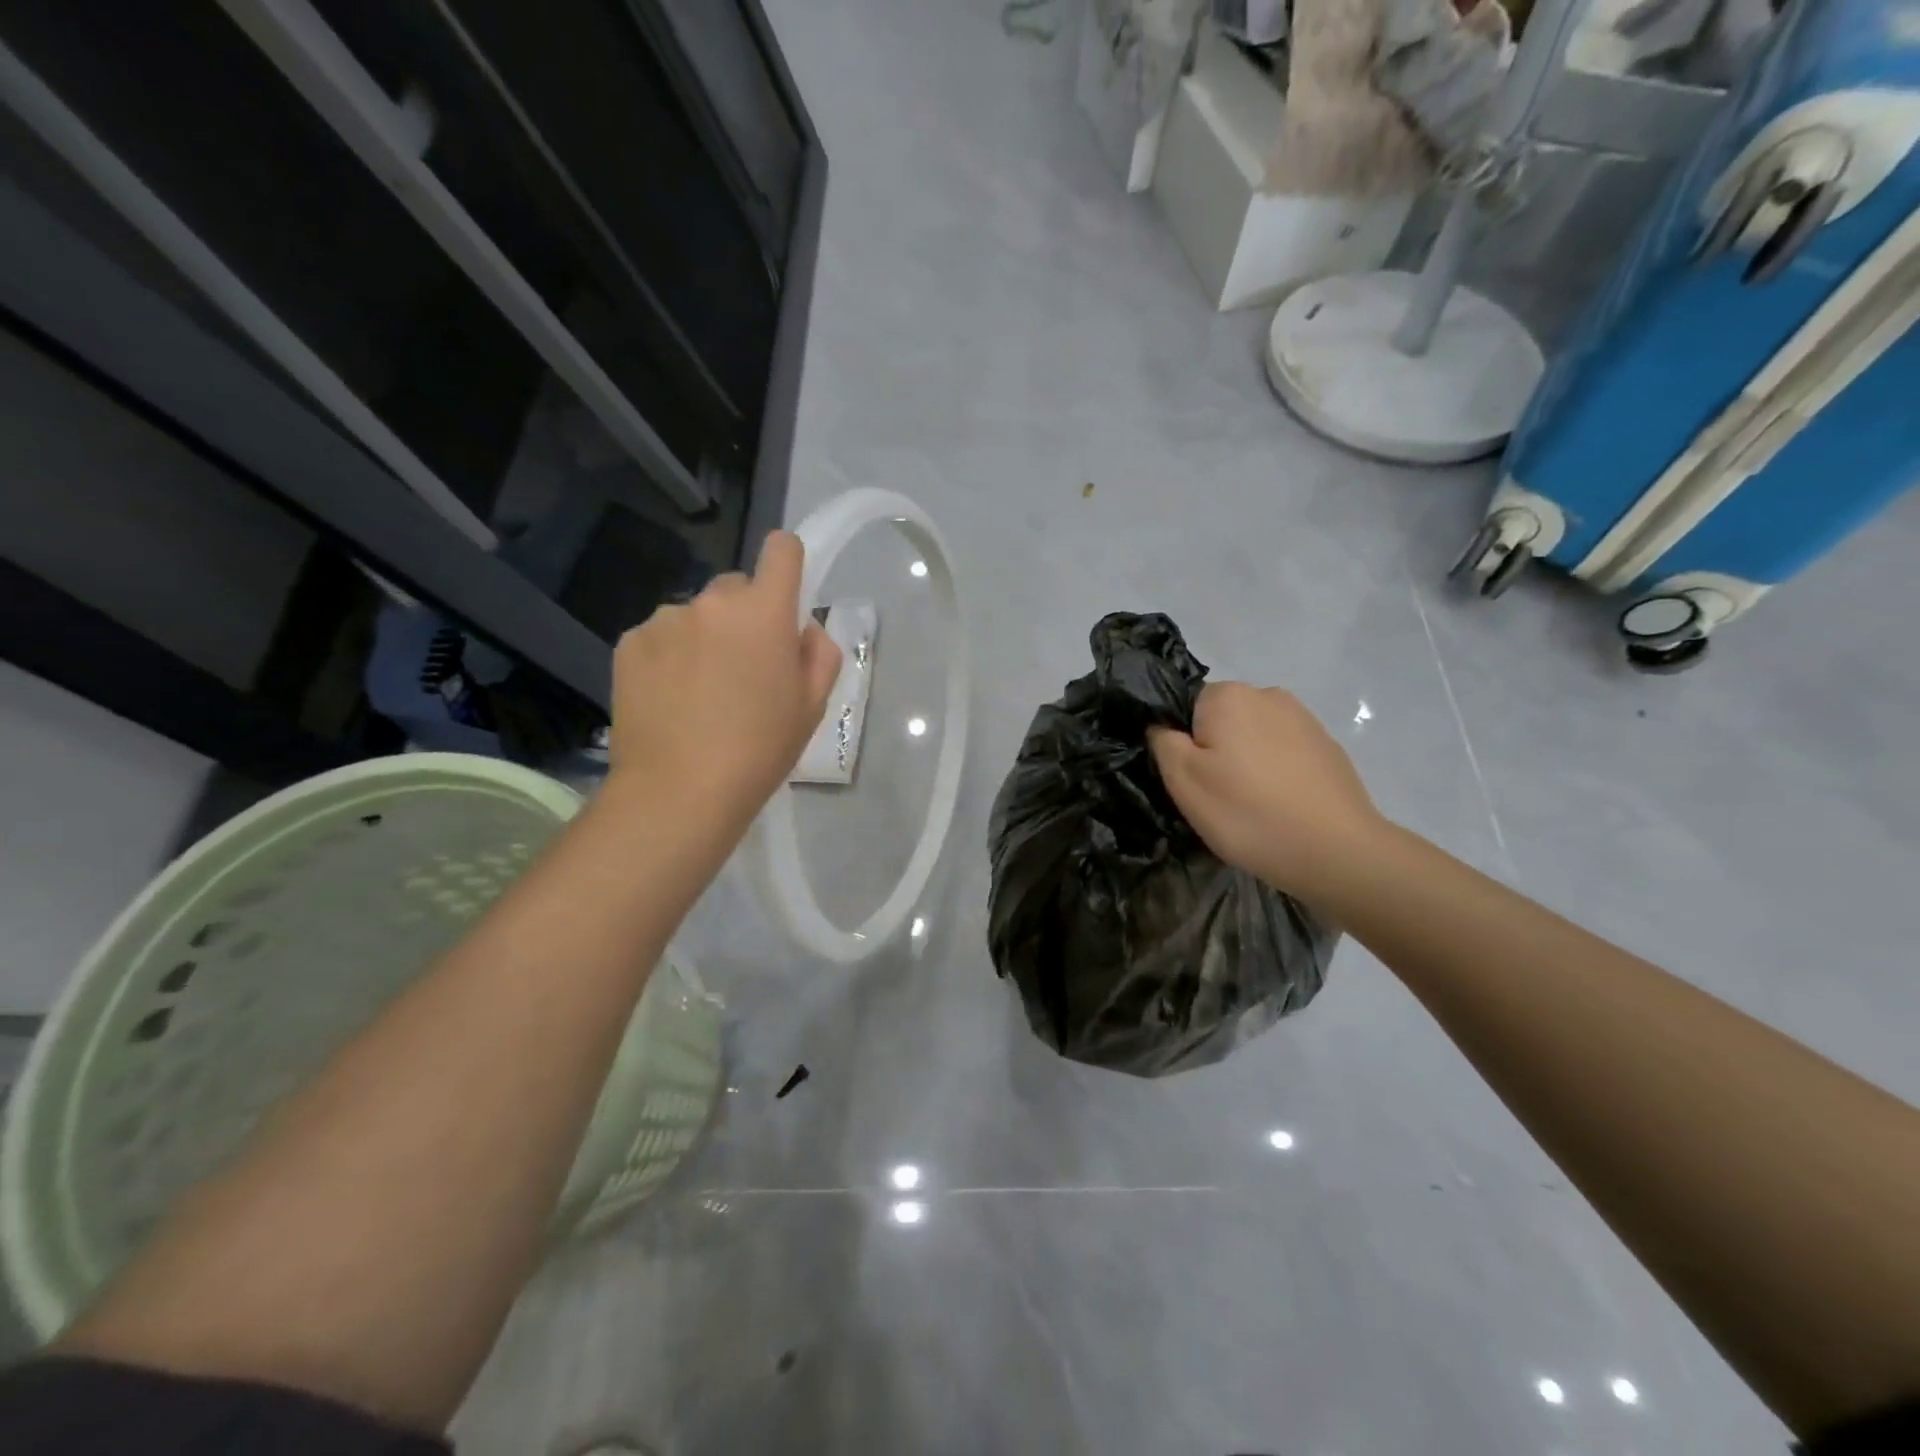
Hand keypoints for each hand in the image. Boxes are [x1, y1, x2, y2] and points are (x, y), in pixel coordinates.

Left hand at [608, 530, 841, 832]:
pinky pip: (660, 636)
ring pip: (696, 615)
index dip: (788, 564)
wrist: (680, 790)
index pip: (781, 548)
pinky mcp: (629, 643)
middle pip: (736, 588)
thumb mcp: (812, 706)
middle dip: (745, 616)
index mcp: (764, 611)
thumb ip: (819, 653)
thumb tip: (803, 630)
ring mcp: (664, 619)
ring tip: (701, 693)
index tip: (785, 599)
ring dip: (704, 637)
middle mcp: (712, 602)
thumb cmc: (760, 749)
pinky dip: (670, 657)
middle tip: (744, 669)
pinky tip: (670, 699)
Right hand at [1148, 682, 1383, 904]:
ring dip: (1247, 762)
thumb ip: (1162, 741)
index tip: (1193, 779)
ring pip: (1255, 737)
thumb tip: (1162, 725)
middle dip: (1217, 750)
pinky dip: (1277, 774)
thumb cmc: (1247, 812)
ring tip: (1252, 805)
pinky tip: (1281, 807)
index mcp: (1228, 695)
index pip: (1187, 707)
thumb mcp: (1183, 780)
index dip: (1183, 743)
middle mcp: (1269, 694)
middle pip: (1223, 720)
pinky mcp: (1329, 747)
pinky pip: (1285, 754)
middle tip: (1219, 796)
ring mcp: (1305, 720)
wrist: (1335, 851)